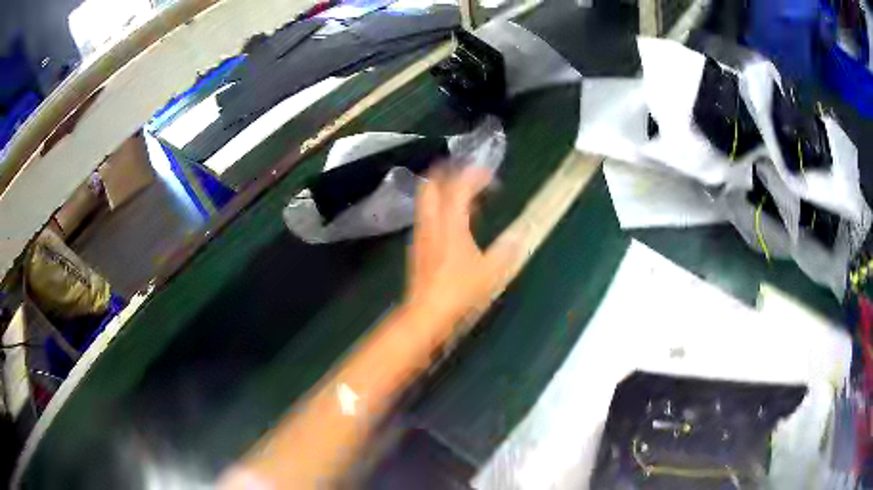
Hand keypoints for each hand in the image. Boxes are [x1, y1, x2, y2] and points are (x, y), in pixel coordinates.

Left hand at [405, 165, 516, 327]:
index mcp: (451, 223)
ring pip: (426, 198)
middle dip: (449, 172)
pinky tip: (454, 220)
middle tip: (468, 175)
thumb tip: (522, 235)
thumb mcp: (491, 272)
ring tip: (465, 195)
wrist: (426, 313)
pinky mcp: (418, 245)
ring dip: (443, 189)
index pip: (458, 186)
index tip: (489, 175)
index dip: (473, 175)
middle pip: (432, 184)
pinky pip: (427, 214)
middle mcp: (432, 222)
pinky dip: (439, 206)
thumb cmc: (459, 291)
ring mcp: (421, 233)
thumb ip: (508, 250)